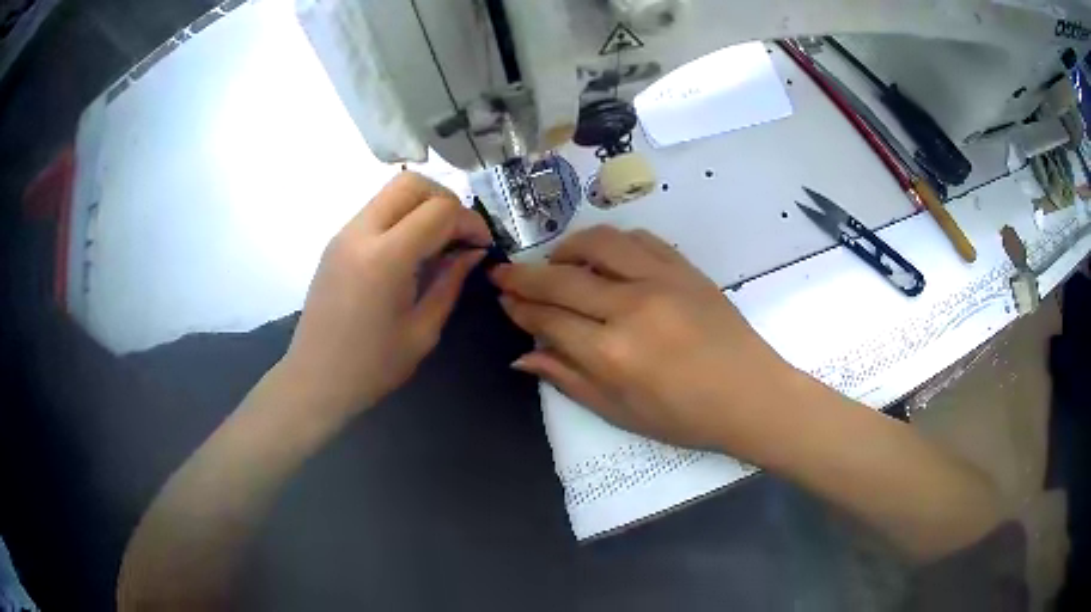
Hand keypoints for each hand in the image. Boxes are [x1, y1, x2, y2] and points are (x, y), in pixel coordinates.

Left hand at [282, 172, 490, 418]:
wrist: (315, 379)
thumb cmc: (372, 366)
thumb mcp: (423, 330)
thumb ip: (450, 281)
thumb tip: (472, 251)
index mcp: (385, 259)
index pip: (439, 210)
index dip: (469, 221)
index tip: (482, 245)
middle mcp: (361, 233)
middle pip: (411, 183)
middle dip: (445, 200)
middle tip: (459, 234)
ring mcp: (344, 234)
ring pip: (391, 192)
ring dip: (422, 206)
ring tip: (438, 242)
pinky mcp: (336, 242)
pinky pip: (376, 211)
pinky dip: (401, 217)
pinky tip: (411, 251)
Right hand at [490, 226, 797, 451]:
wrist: (750, 395)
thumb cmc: (685, 417)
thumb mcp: (620, 412)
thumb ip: (568, 379)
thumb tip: (523, 355)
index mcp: (612, 353)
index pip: (548, 319)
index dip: (519, 308)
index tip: (503, 299)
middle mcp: (631, 307)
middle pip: (561, 279)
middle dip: (524, 275)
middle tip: (504, 272)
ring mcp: (661, 280)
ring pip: (598, 244)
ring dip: (566, 249)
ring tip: (555, 262)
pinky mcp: (685, 268)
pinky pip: (639, 239)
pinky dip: (612, 242)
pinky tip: (604, 256)